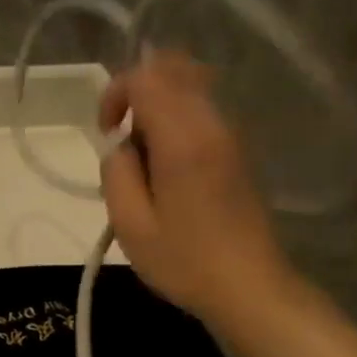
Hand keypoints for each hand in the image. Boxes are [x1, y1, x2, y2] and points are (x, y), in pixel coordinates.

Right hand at [98, 52, 293, 323]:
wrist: (250, 287)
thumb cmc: (184, 260)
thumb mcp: (129, 223)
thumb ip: (116, 172)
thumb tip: (120, 146)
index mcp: (184, 140)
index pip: (147, 77)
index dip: (116, 92)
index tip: (106, 131)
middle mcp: (212, 125)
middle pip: (174, 69)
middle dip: (137, 89)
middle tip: (121, 133)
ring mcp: (230, 135)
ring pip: (190, 86)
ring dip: (157, 105)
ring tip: (142, 151)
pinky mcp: (237, 150)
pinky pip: (202, 110)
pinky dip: (175, 118)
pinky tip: (164, 163)